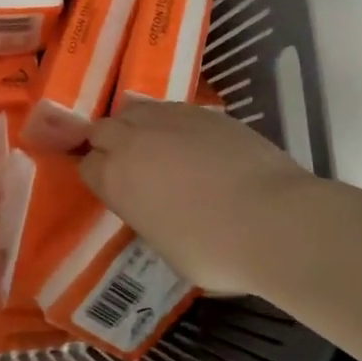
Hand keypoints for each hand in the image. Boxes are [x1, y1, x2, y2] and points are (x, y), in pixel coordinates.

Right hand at [80, 102, 323, 295]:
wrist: (275, 221)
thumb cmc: (215, 251)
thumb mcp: (164, 246)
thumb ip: (145, 215)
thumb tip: (153, 206)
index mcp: (116, 179)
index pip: (86, 166)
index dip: (97, 175)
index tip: (109, 187)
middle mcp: (133, 141)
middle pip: (102, 129)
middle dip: (108, 143)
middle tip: (127, 163)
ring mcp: (169, 120)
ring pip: (134, 110)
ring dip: (135, 126)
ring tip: (153, 144)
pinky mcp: (204, 112)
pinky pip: (172, 109)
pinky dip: (170, 122)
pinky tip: (189, 140)